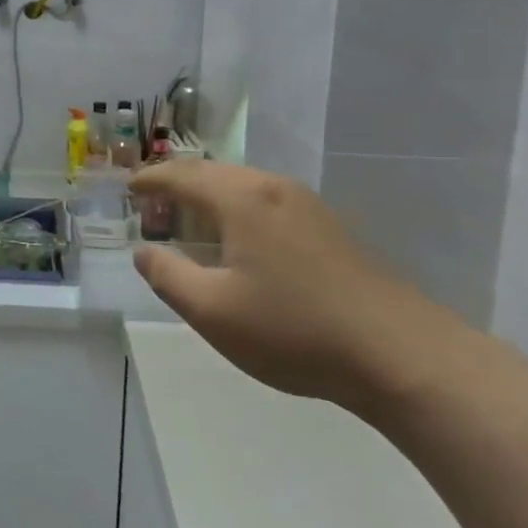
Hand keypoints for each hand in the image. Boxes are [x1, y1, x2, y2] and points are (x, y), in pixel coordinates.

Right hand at [130, 160, 466, 408]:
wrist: (400, 354)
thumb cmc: (293, 329)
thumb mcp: (213, 311)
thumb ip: (168, 276)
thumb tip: (144, 251)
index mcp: (240, 198)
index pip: (181, 175)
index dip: (150, 180)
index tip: (128, 189)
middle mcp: (273, 187)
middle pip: (213, 173)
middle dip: (178, 184)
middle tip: (152, 204)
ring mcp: (307, 204)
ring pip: (243, 185)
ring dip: (210, 196)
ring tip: (189, 220)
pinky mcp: (330, 227)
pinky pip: (267, 201)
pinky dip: (238, 208)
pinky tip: (240, 240)